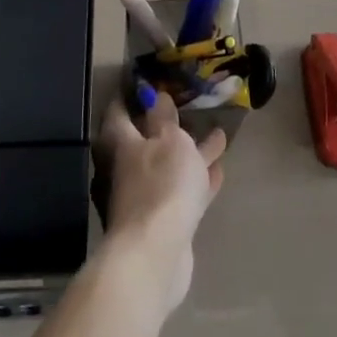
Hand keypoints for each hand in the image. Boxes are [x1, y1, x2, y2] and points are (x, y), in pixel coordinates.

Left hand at [94, 93, 225, 313]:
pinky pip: (179, 191)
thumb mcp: (170, 139)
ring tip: (216, 136)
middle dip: (165, 125)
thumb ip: (164, 116)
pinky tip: (218, 171)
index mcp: (118, 141)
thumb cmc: (160, 184)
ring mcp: (140, 197)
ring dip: (188, 152)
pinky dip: (195, 179)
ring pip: (166, 166)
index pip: (119, 108)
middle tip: (188, 108)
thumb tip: (155, 96)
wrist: (156, 254)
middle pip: (143, 139)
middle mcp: (122, 168)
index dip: (133, 93)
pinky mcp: (159, 221)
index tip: (150, 81)